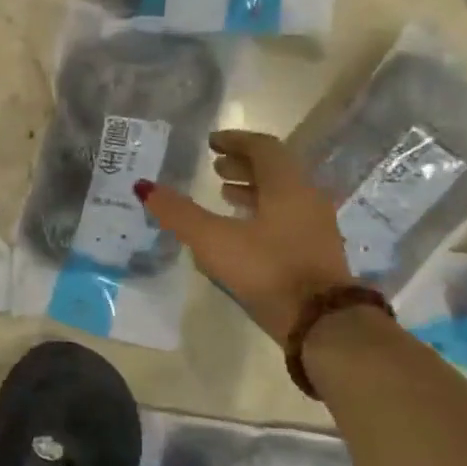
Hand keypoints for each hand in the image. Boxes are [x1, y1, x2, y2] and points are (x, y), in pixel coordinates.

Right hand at [135, 129, 353, 347]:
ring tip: (223, 194)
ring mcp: (315, 227)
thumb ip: (179, 213)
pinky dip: (261, 213)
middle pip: (275, 170)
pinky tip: (241, 231)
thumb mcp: (214, 240)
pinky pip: (286, 219)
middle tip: (214, 168)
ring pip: (282, 196)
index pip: (264, 148)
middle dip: (243, 165)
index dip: (236, 140)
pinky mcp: (314, 253)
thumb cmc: (267, 269)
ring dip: (252, 189)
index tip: (212, 142)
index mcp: (287, 186)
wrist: (322, 324)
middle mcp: (306, 199)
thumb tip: (144, 186)